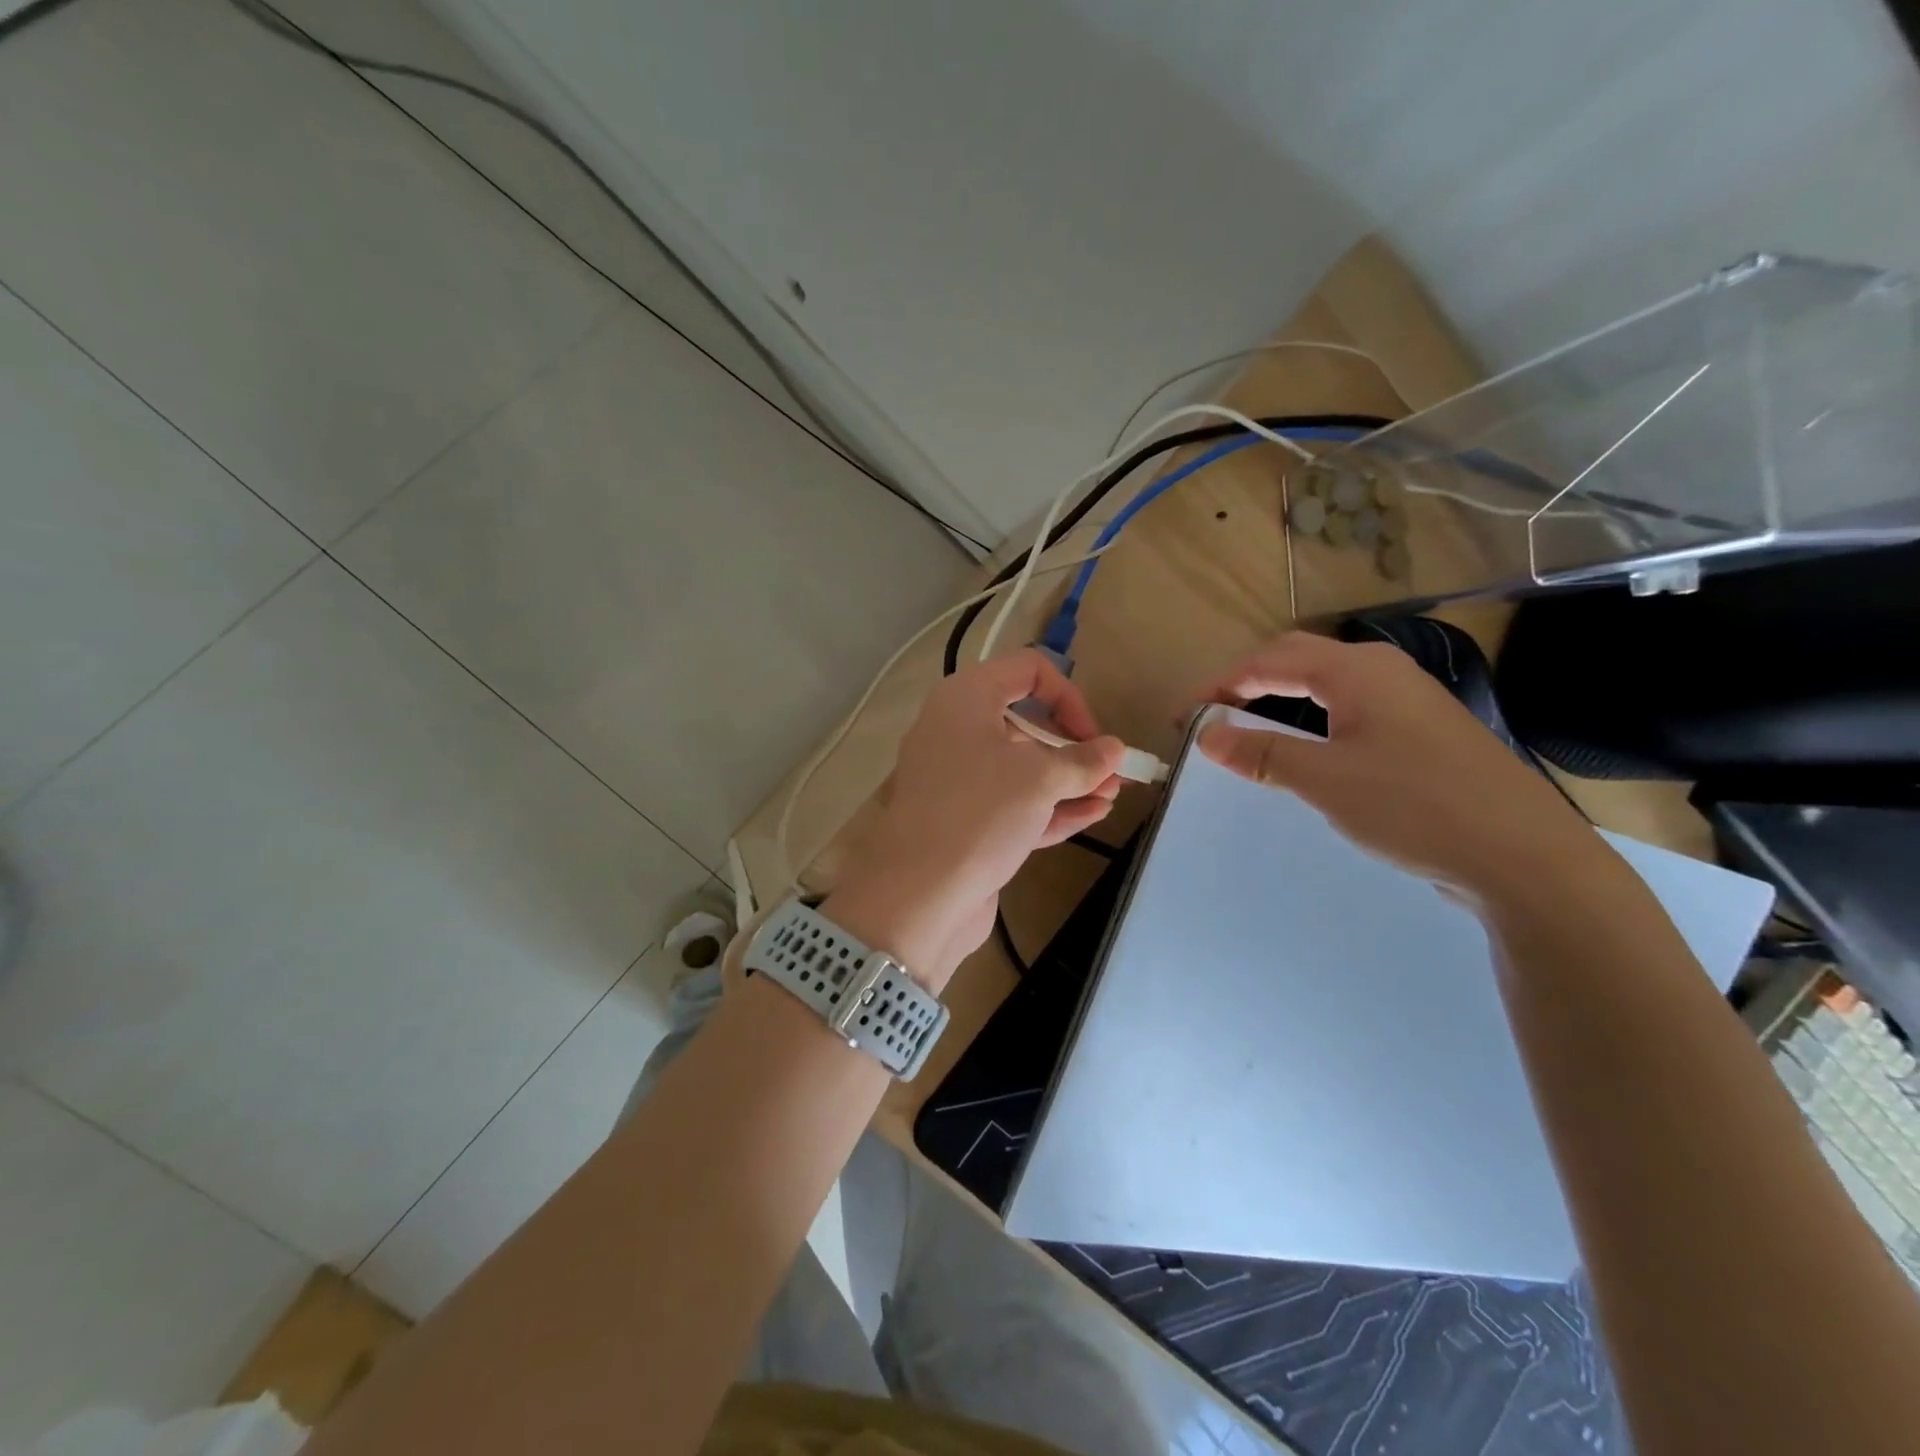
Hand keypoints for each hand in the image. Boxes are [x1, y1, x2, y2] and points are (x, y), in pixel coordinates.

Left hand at [827, 651, 1125, 980]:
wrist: (919, 897)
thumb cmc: (979, 813)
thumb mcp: (1039, 779)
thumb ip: (1082, 761)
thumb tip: (1114, 749)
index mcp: (965, 699)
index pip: (1026, 670)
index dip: (1068, 696)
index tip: (1092, 735)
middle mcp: (957, 731)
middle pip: (1025, 723)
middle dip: (1073, 747)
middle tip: (1112, 772)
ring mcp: (958, 780)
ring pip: (1021, 769)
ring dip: (1069, 781)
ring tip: (1112, 795)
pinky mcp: (964, 821)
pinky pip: (1012, 804)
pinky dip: (1050, 807)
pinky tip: (1092, 814)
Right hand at [1193, 632, 1600, 907]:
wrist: (1523, 856)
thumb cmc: (1414, 807)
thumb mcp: (1324, 780)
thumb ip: (1262, 753)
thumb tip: (1206, 735)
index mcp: (1357, 671)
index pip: (1269, 660)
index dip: (1221, 684)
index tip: (1186, 715)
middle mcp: (1383, 671)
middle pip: (1298, 659)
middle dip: (1247, 682)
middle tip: (1212, 718)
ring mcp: (1409, 699)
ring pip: (1326, 682)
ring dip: (1279, 697)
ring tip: (1248, 729)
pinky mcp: (1423, 730)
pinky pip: (1350, 707)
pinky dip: (1311, 717)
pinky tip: (1308, 747)